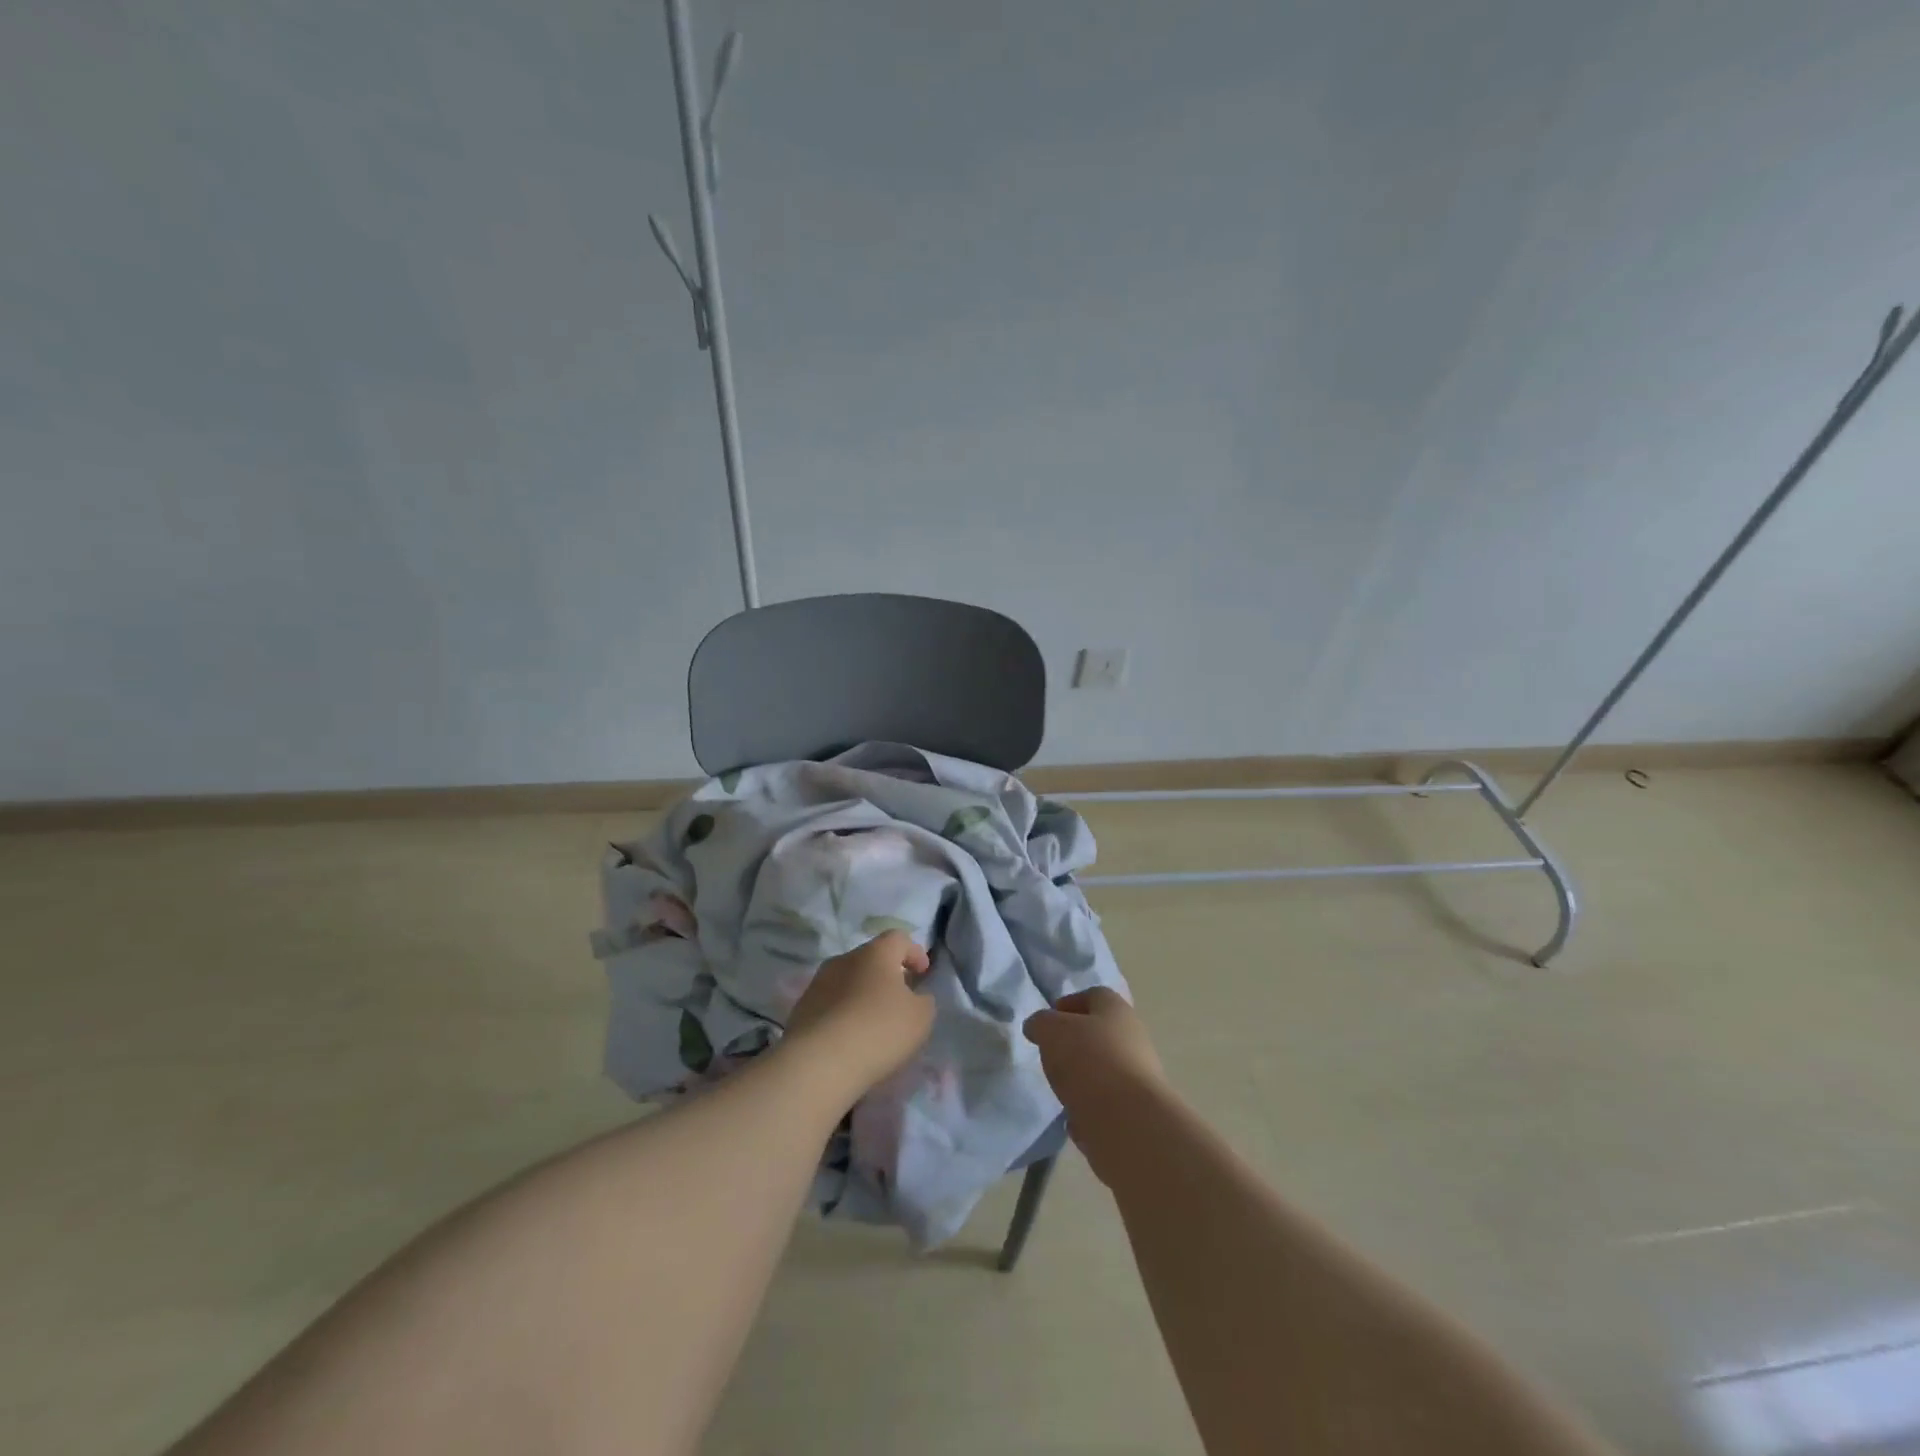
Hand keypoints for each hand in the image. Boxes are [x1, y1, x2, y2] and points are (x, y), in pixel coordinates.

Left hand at [785, 931, 935, 1098]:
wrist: (819, 1064)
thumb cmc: (879, 1030)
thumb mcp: (920, 1017)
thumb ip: (923, 1001)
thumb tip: (914, 997)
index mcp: (875, 953)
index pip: (898, 938)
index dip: (914, 952)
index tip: (923, 974)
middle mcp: (844, 959)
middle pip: (871, 959)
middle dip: (887, 976)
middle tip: (899, 1000)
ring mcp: (818, 983)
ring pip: (848, 982)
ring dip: (862, 996)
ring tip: (873, 1024)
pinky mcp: (801, 1010)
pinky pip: (830, 1005)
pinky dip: (843, 1015)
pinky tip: (850, 1040)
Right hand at [1023, 989, 1166, 1174]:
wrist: (1128, 1122)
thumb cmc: (1089, 1061)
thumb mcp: (1051, 1030)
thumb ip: (1040, 1024)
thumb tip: (1038, 1027)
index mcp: (1116, 1010)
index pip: (1093, 996)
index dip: (1068, 1005)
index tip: (1046, 1023)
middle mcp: (1133, 1038)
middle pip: (1099, 1034)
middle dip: (1073, 1044)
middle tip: (1050, 1056)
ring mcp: (1138, 1077)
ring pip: (1103, 1070)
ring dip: (1081, 1078)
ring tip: (1060, 1090)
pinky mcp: (1137, 1112)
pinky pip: (1107, 1105)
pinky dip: (1090, 1110)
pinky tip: (1074, 1119)